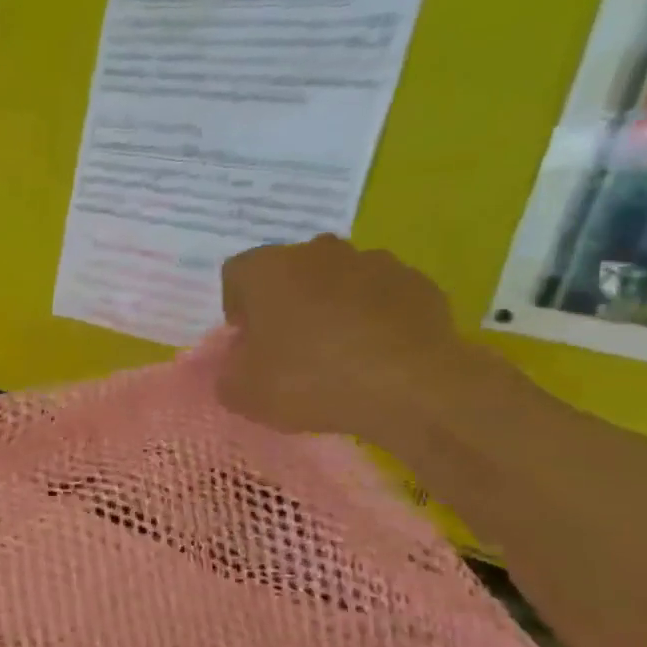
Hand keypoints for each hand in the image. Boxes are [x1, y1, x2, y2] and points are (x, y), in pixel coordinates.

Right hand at [216, 236, 471, 438]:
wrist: (410, 387)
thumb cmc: (308, 380)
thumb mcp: (242, 393)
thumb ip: (228, 373)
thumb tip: (238, 364)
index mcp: (267, 270)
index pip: (236, 274)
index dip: (237, 308)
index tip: (247, 342)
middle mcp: (318, 253)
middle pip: (290, 272)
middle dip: (285, 303)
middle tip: (287, 348)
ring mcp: (373, 262)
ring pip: (338, 281)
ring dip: (330, 307)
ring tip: (336, 354)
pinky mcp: (417, 283)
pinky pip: (381, 297)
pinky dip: (373, 318)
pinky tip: (374, 355)